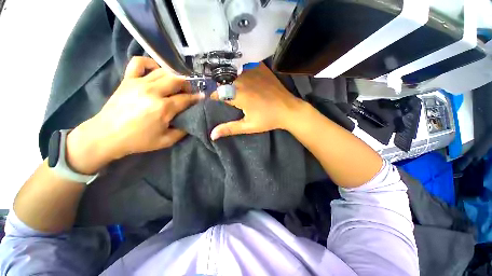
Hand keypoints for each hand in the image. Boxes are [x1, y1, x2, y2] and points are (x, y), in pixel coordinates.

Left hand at [66, 57, 202, 173]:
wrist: (106, 135)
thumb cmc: (138, 140)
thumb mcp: (166, 141)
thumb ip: (182, 131)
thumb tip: (190, 121)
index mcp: (163, 108)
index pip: (186, 98)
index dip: (196, 98)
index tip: (202, 97)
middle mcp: (153, 91)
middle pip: (177, 80)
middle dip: (187, 85)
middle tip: (189, 91)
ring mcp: (139, 83)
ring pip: (163, 71)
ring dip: (174, 76)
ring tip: (177, 83)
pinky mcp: (128, 80)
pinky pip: (139, 63)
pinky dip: (150, 63)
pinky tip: (156, 70)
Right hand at [210, 62, 305, 139]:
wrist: (288, 109)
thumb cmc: (268, 119)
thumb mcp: (249, 126)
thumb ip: (229, 128)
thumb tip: (212, 135)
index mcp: (239, 95)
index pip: (218, 92)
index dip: (213, 96)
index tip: (211, 99)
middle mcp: (243, 80)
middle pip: (224, 80)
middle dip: (220, 86)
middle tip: (221, 92)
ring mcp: (253, 72)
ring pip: (233, 71)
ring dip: (228, 76)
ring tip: (228, 83)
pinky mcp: (260, 68)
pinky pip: (244, 65)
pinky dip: (239, 68)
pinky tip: (239, 73)